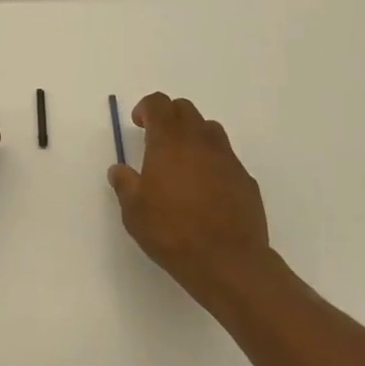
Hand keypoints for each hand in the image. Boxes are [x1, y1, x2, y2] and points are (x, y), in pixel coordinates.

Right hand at [108, 93, 274, 305]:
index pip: (158, 104)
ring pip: (209, 129)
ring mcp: (227, 158)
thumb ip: (124, 184)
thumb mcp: (134, 211)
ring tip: (183, 161)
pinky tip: (206, 188)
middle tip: (157, 140)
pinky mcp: (245, 179)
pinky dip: (213, 161)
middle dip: (169, 116)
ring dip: (193, 134)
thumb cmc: (172, 232)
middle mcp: (199, 141)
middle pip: (185, 109)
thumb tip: (119, 170)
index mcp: (168, 142)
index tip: (138, 124)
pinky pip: (226, 157)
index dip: (146, 108)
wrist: (228, 261)